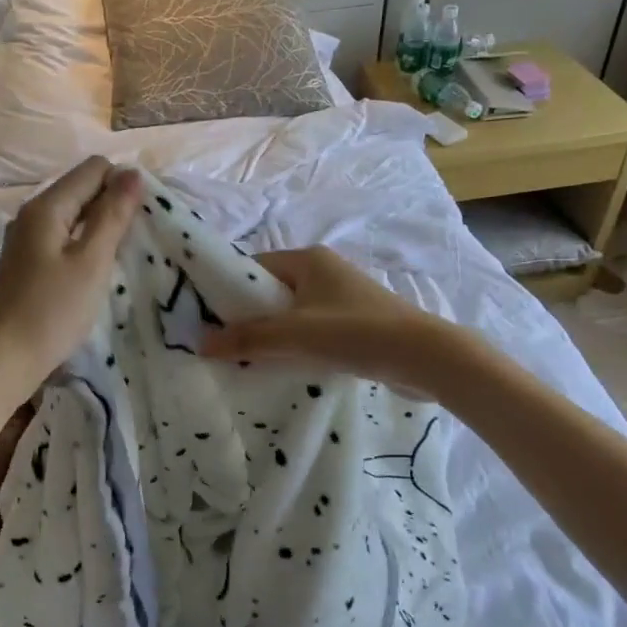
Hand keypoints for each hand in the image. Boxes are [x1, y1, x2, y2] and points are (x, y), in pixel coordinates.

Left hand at [0, 157, 143, 397]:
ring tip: (123, 254)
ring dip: (101, 227)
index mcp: (46, 206)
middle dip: (114, 204)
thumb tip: (132, 172)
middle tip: (139, 238)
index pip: (93, 169)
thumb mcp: (91, 262)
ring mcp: (26, 239)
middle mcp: (31, 214)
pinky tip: (96, 270)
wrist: (3, 361)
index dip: (123, 184)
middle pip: (82, 189)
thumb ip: (113, 215)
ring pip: (73, 215)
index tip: (144, 217)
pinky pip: (63, 238)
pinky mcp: (26, 263)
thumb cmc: (52, 311)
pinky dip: (84, 245)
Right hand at [199, 245, 449, 391]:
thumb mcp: (294, 334)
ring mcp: (341, 297)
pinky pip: (312, 328)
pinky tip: (286, 366)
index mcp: (308, 259)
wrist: (424, 356)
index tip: (208, 318)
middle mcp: (324, 271)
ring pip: (292, 312)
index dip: (230, 290)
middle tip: (225, 344)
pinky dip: (297, 344)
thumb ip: (248, 338)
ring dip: (273, 333)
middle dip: (249, 316)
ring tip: (250, 359)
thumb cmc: (355, 333)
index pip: (255, 267)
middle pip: (272, 291)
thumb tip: (202, 342)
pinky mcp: (354, 323)